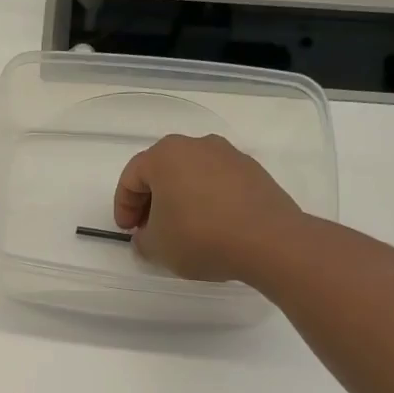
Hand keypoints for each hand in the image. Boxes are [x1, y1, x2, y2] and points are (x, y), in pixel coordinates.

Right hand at [114, 133, 304, 281]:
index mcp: (165, 155)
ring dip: (180, 198)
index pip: (131, 178)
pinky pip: (217, 182)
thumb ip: (142, 239)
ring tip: (182, 229)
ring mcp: (229, 155)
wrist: (270, 241)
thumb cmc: (200, 237)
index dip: (123, 207)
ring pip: (191, 174)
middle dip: (151, 200)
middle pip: (162, 171)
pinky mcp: (253, 171)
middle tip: (150, 229)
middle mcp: (196, 145)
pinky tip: (211, 226)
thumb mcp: (156, 247)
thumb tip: (148, 235)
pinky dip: (207, 199)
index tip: (128, 232)